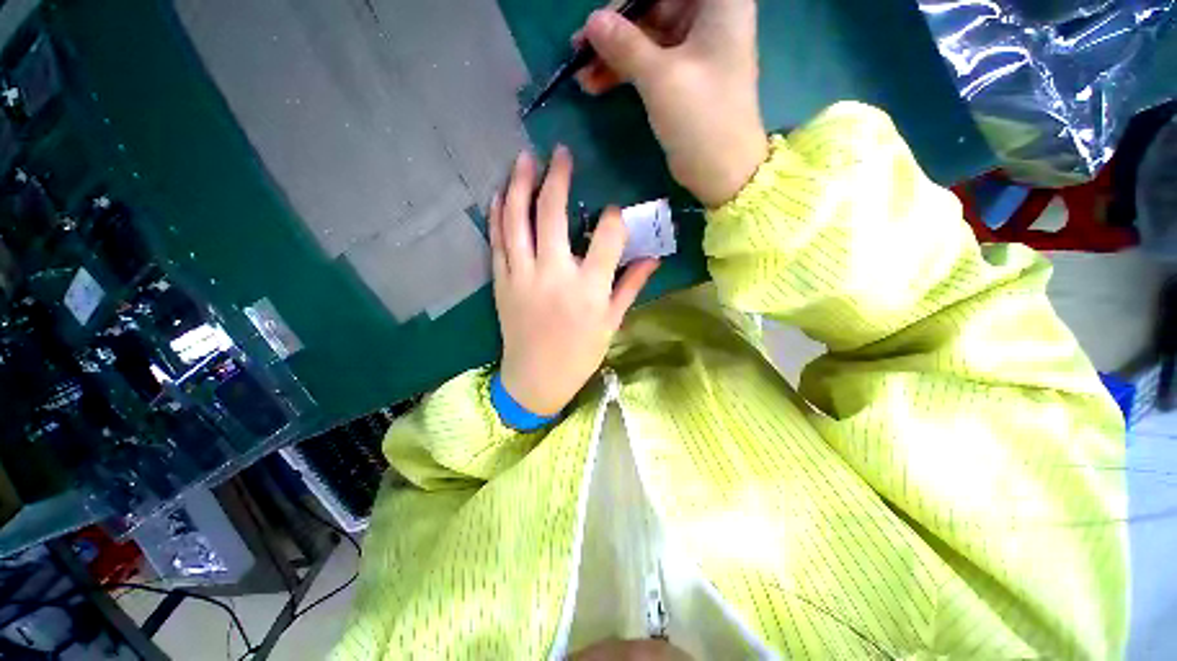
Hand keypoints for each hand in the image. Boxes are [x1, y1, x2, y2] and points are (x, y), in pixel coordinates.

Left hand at [491, 147, 659, 415]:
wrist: (535, 379)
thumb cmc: (579, 354)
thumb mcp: (611, 323)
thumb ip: (631, 286)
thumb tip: (654, 258)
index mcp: (589, 289)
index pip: (607, 236)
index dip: (615, 218)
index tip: (615, 213)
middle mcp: (554, 275)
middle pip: (553, 215)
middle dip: (558, 178)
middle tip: (560, 153)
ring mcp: (523, 276)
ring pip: (518, 220)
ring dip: (521, 185)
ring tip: (525, 158)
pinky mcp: (502, 282)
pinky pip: (497, 240)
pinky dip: (498, 214)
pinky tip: (501, 193)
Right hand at [576, 0, 767, 207]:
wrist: (721, 170)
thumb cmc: (700, 117)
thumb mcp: (660, 77)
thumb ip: (624, 45)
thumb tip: (591, 21)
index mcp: (719, 2)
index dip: (628, 2)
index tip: (599, 20)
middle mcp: (709, 17)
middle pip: (653, 7)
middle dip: (615, 30)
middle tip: (579, 50)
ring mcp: (695, 48)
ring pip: (646, 38)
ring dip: (614, 55)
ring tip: (581, 75)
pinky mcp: (683, 76)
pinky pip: (648, 63)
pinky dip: (624, 72)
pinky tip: (596, 84)